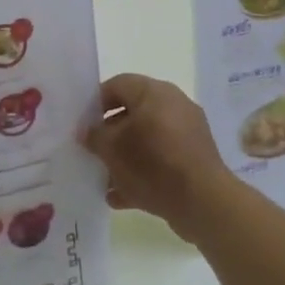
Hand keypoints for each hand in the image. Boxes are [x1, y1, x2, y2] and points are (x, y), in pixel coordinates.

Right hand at [83, 73, 245, 242]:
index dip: (95, 102)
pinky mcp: (194, 158)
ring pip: (146, 139)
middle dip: (110, 134)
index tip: (82, 124)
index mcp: (154, 92)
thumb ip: (95, 136)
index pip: (118, 84)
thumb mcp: (112, 149)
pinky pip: (161, 159)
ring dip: (124, 157)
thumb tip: (87, 131)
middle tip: (92, 151)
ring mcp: (187, 132)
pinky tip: (121, 196)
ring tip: (104, 178)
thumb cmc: (152, 164)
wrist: (202, 200)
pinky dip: (142, 172)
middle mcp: (173, 104)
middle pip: (132, 113)